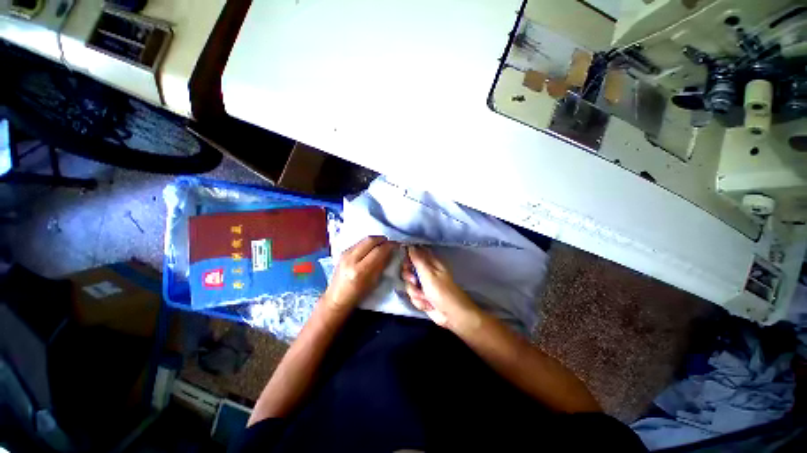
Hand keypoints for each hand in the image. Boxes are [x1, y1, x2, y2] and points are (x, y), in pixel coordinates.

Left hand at [323, 236, 396, 312]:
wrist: (337, 298)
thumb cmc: (358, 295)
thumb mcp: (374, 282)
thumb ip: (382, 265)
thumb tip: (391, 252)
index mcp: (360, 271)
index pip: (378, 251)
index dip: (389, 246)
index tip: (397, 245)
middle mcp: (351, 259)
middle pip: (370, 240)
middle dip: (383, 239)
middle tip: (390, 243)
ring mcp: (345, 254)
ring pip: (364, 239)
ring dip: (376, 240)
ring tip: (382, 245)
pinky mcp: (342, 252)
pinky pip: (359, 243)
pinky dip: (368, 243)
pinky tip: (372, 248)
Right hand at [401, 246, 480, 331]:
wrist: (451, 314)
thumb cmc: (442, 291)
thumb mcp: (428, 274)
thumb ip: (417, 260)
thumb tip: (410, 245)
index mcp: (430, 262)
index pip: (415, 253)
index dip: (408, 257)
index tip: (407, 264)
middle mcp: (426, 271)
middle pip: (408, 269)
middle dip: (409, 277)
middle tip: (414, 281)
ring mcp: (424, 284)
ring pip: (409, 284)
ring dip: (415, 292)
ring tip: (425, 296)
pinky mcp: (422, 296)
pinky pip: (412, 296)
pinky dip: (419, 301)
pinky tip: (427, 304)